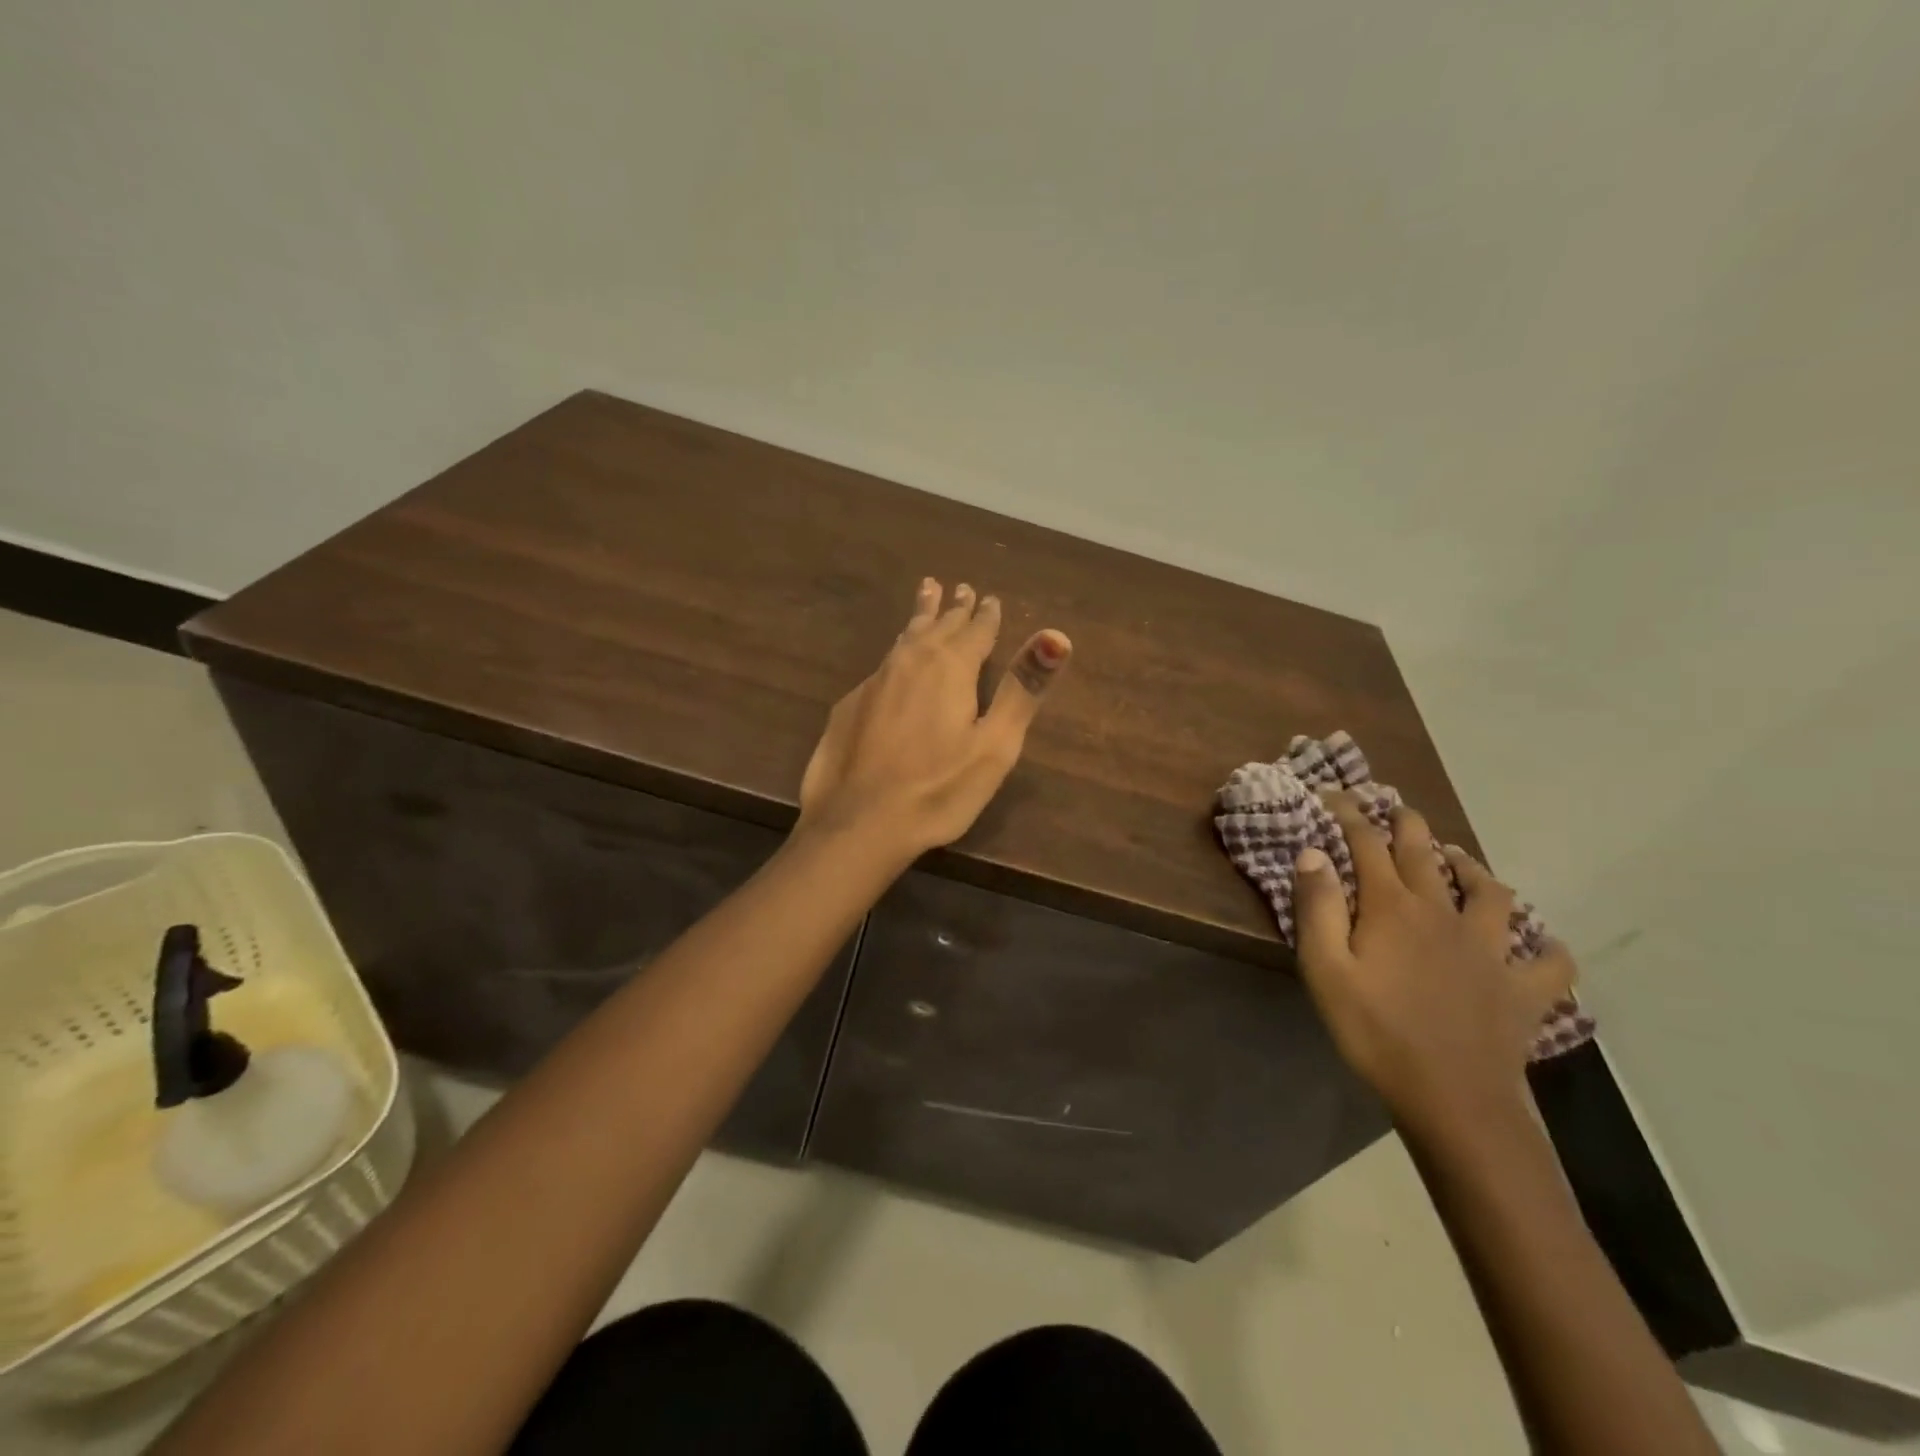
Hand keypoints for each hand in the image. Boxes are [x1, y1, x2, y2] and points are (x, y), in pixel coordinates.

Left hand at [799, 578, 1071, 856]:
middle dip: (952, 608)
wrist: (858, 821)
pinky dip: (897, 654)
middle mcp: (910, 662)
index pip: (975, 630)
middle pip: (936, 626)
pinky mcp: (850, 705)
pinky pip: (883, 666)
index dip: (987, 615)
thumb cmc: (939, 789)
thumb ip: (1022, 689)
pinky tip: (895, 665)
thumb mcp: (995, 745)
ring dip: (920, 618)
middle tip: (958, 588)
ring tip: (925, 596)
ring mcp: (874, 682)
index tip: (990, 598)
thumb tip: (1056, 636)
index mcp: (950, 667)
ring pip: (904, 639)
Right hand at [1293, 793, 1575, 1136]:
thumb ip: (1317, 907)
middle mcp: (1444, 914)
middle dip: (1408, 825)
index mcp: (1393, 908)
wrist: (1452, 1098)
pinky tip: (1541, 945)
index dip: (1350, 815)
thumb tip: (1313, 853)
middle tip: (1398, 809)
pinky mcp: (1524, 989)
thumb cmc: (1374, 1031)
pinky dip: (1547, 948)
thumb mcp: (1324, 969)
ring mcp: (1491, 950)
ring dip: (1473, 869)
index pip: (1368, 844)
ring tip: (1460, 861)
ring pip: (1491, 893)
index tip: (1335, 796)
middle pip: (1426, 855)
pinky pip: (1550, 962)